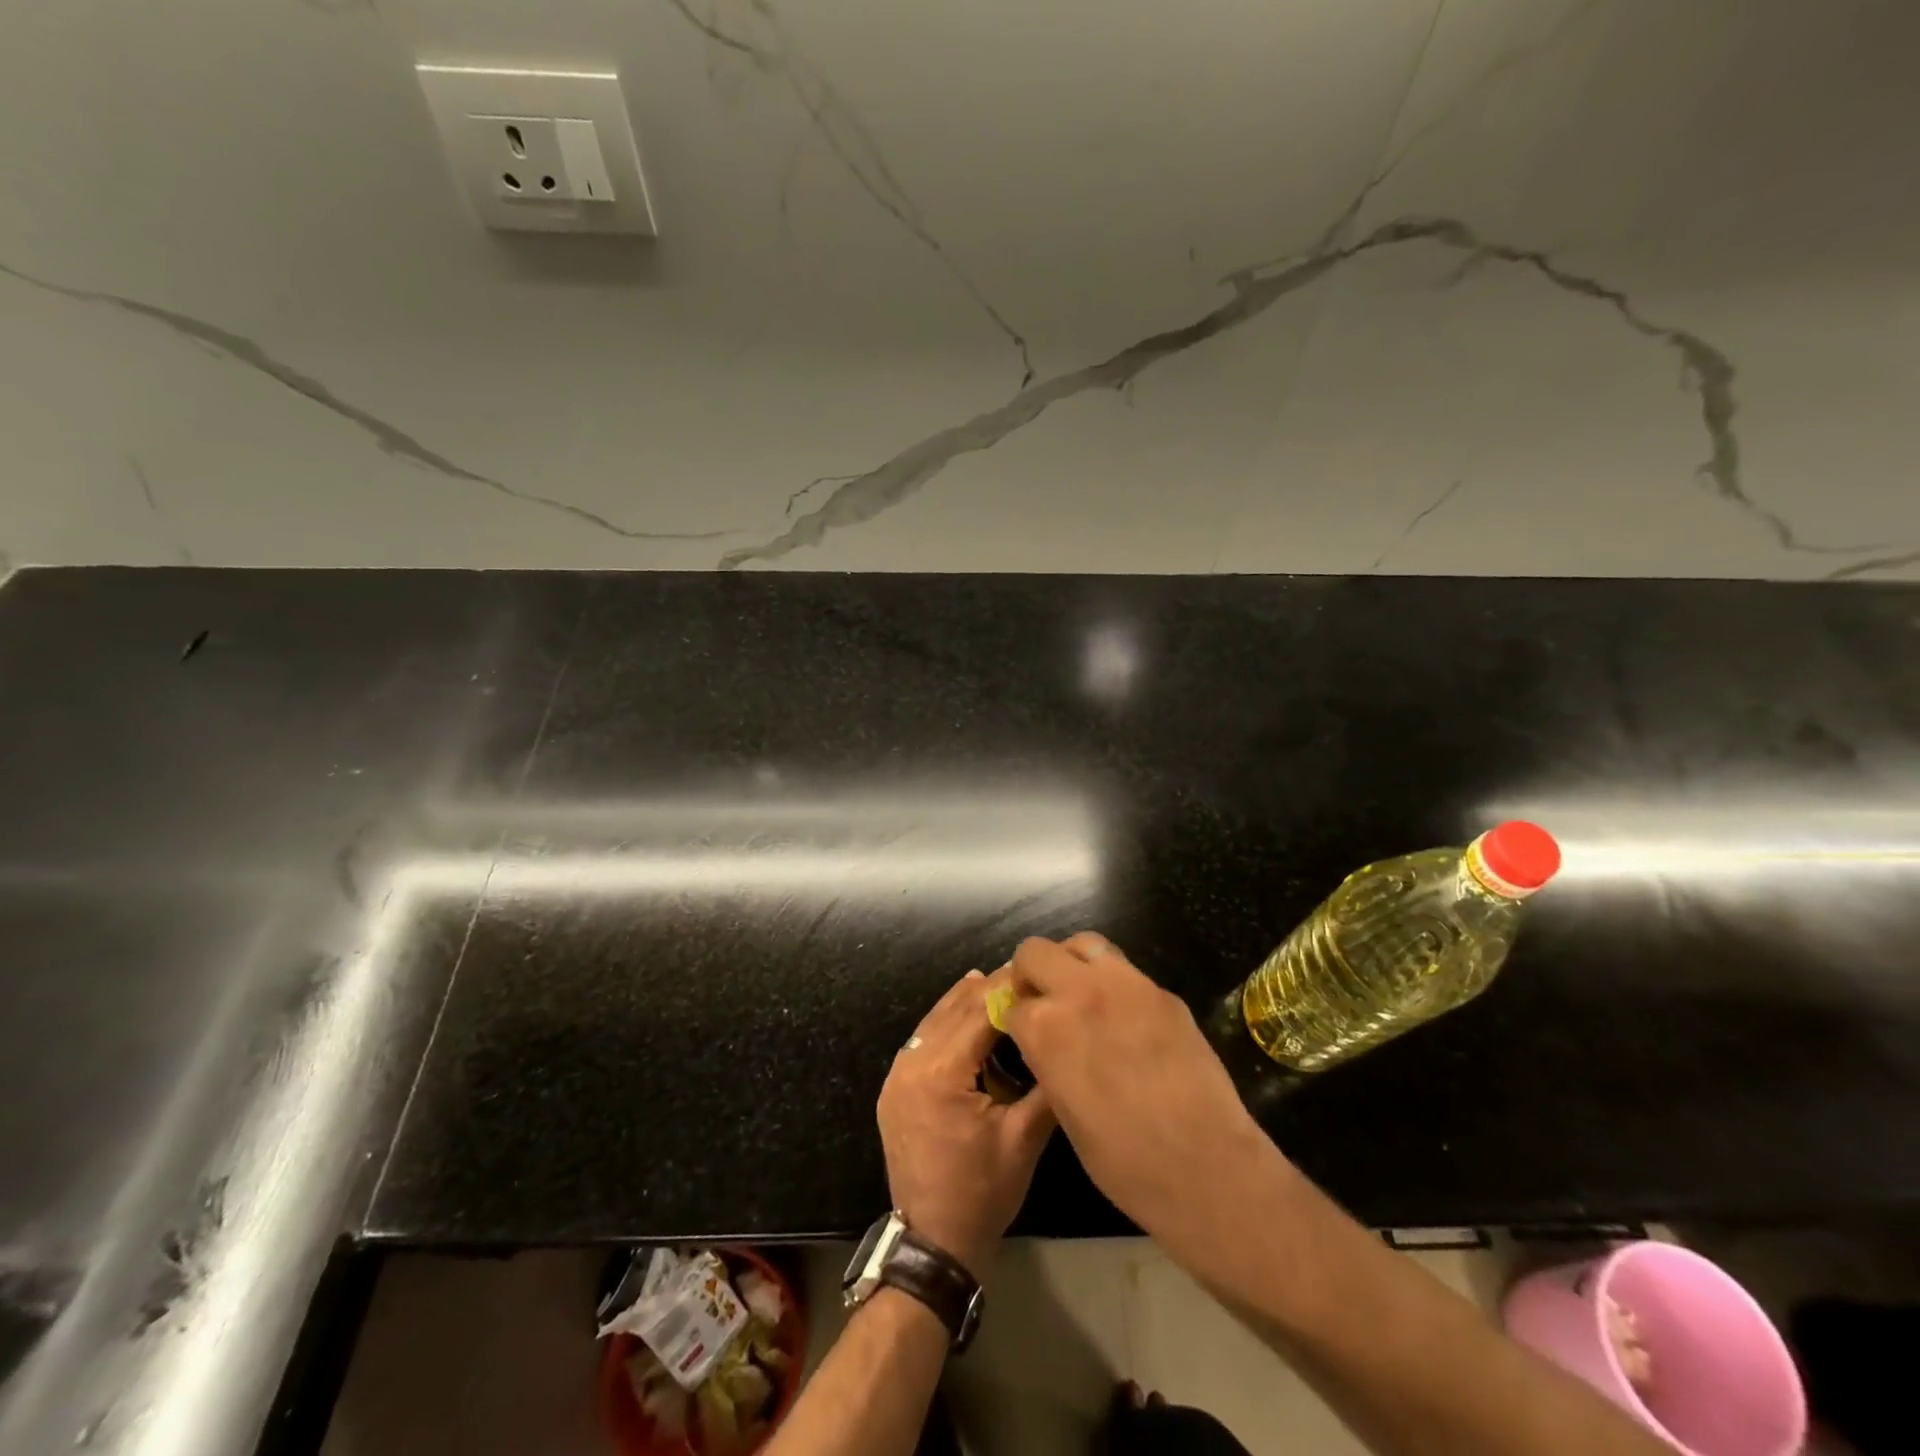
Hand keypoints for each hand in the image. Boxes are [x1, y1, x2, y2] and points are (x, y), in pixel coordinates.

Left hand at [877, 970, 1056, 1277]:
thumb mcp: (1023, 1139)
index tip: (1035, 970)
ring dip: (965, 1002)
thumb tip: (1064, 1040)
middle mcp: (912, 1064)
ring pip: (934, 1021)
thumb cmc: (983, 1193)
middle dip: (988, 989)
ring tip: (997, 982)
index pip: (978, 1013)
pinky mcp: (894, 1089)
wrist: (934, 1243)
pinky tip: (965, 1015)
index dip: (1008, 988)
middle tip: (1022, 972)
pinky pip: (922, 1041)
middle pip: (954, 1011)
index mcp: (941, 1073)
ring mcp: (897, 1076)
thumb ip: (1044, 1086)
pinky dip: (946, 1023)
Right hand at [1001, 934, 1289, 1256]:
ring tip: (1082, 995)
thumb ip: (1048, 1059)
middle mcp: (1079, 992)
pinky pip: (1125, 971)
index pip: (1012, 1003)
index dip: (1015, 1019)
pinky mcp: (1162, 992)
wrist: (1205, 1167)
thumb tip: (1046, 1041)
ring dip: (1072, 964)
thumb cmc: (1124, 1161)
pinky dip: (1113, 984)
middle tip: (1044, 1002)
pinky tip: (1126, 1019)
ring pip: (1084, 944)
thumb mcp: (1063, 1111)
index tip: (1023, 1033)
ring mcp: (1126, 984)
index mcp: (1046, 1028)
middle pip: (1035, 952)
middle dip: (1030, 974)